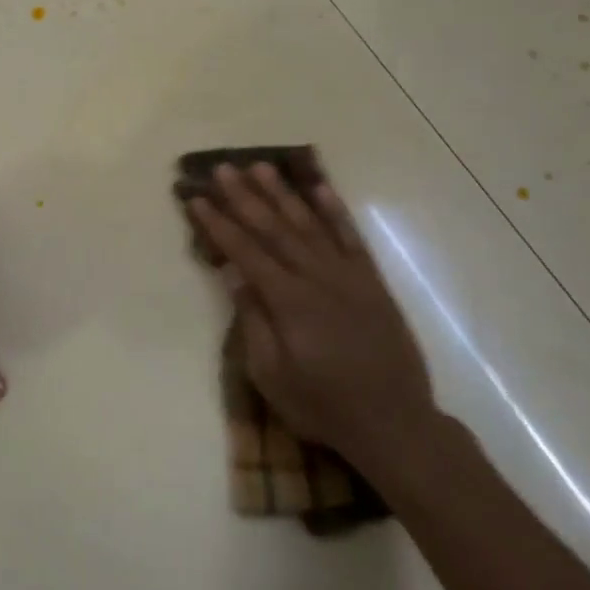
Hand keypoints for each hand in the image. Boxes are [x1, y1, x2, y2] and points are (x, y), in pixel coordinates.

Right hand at [187, 163, 435, 461]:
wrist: (394, 422)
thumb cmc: (322, 405)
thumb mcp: (272, 375)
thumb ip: (253, 321)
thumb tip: (235, 275)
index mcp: (288, 301)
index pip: (245, 251)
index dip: (218, 223)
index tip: (196, 198)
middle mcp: (317, 277)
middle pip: (274, 228)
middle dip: (244, 196)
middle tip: (222, 168)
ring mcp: (348, 275)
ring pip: (309, 223)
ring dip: (283, 193)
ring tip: (261, 166)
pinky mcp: (371, 281)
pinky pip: (351, 237)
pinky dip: (335, 210)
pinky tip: (320, 188)